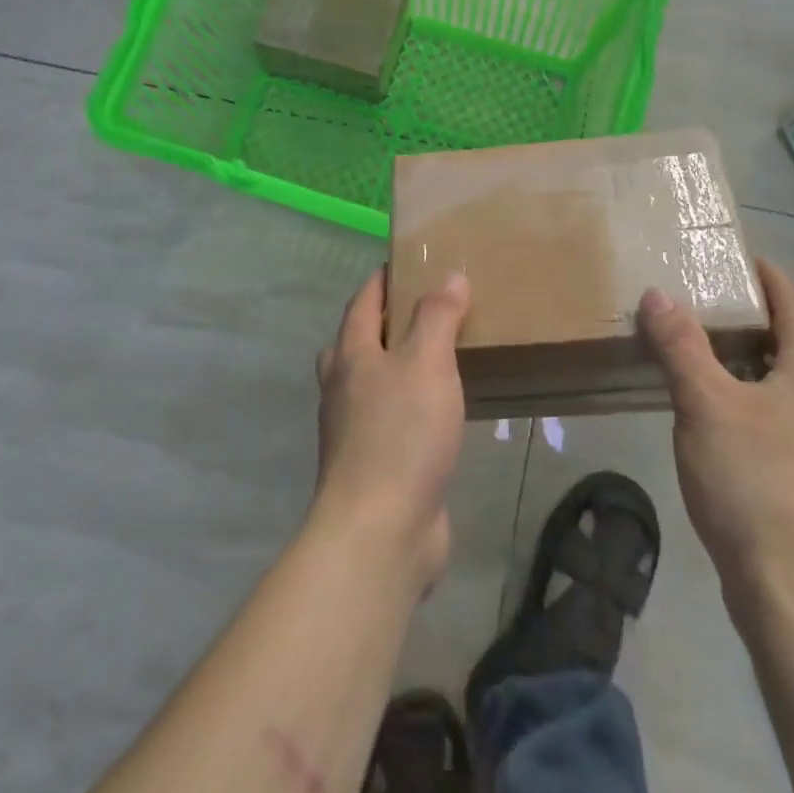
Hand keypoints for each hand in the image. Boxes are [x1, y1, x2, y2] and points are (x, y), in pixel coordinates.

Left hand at [312, 268, 470, 593]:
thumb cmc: (401, 435)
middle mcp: (344, 387)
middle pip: (360, 340)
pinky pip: (392, 417)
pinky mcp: (374, 462)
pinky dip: (412, 401)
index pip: (363, 301)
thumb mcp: (427, 363)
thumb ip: (437, 317)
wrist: (380, 531)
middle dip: (388, 319)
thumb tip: (449, 276)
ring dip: (400, 362)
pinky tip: (440, 409)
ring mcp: (355, 428)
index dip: (383, 278)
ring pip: (375, 380)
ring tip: (439, 352)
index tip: (408, 261)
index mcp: (351, 355)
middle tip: (427, 306)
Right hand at [638, 259, 793, 615]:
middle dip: (756, 323)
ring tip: (704, 358)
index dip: (773, 280)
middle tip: (708, 305)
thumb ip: (681, 347)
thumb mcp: (706, 405)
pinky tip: (717, 425)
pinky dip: (749, 407)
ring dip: (750, 367)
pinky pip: (778, 427)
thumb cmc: (755, 484)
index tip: (744, 259)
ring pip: (785, 392)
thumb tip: (659, 294)